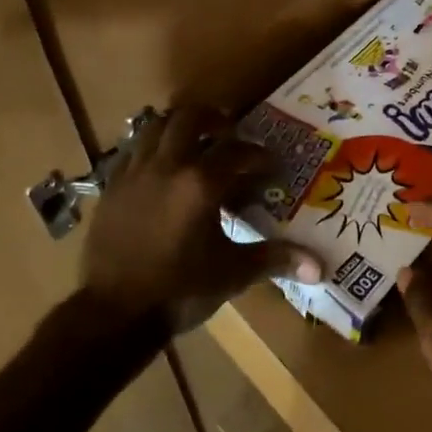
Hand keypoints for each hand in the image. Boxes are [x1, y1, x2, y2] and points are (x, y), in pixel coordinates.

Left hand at [80, 105, 321, 333]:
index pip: (238, 152)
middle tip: (228, 131)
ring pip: (155, 126)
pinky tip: (159, 168)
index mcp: (201, 183)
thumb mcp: (232, 273)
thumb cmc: (179, 291)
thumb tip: (319, 267)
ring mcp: (135, 173)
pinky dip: (150, 149)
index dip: (259, 156)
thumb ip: (274, 259)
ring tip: (193, 141)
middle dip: (213, 119)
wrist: (113, 313)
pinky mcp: (111, 186)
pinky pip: (132, 151)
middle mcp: (167, 166)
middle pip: (189, 118)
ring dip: (178, 126)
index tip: (271, 166)